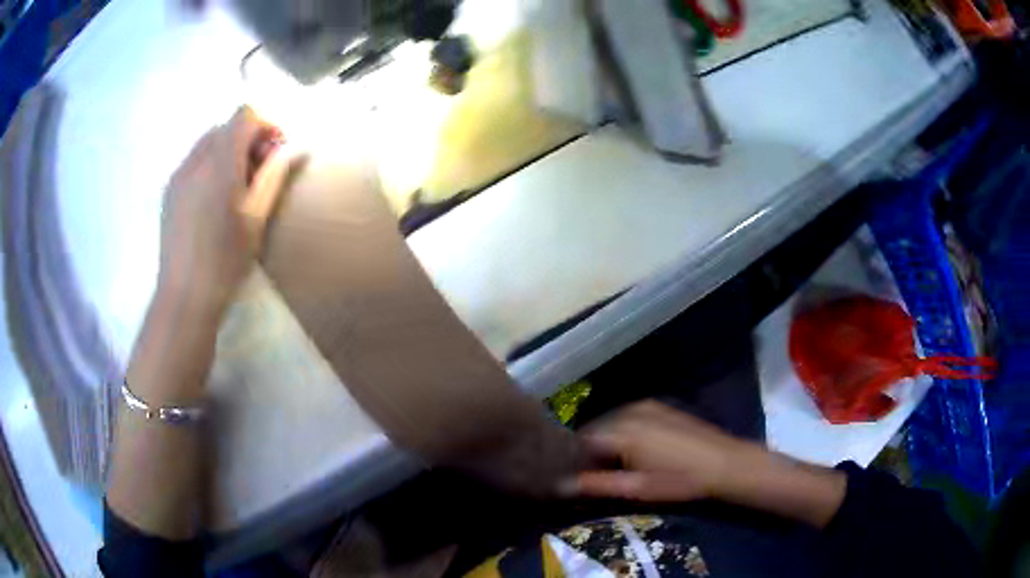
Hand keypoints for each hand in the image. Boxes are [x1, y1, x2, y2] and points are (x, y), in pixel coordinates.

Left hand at [158, 106, 299, 311]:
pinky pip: (193, 161)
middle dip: (248, 139)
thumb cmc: (225, 260)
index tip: (276, 152)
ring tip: (236, 188)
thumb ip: (275, 175)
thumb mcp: (257, 217)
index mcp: (220, 162)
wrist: (184, 296)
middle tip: (259, 173)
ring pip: (208, 142)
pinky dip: (210, 165)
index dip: (266, 125)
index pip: (245, 115)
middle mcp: (196, 159)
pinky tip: (214, 200)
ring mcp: (178, 174)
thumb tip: (297, 148)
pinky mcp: (169, 190)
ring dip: (228, 152)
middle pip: (226, 126)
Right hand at [567, 401, 758, 501]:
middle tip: (592, 471)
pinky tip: (631, 446)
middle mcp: (629, 411)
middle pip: (595, 428)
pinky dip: (621, 429)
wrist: (723, 463)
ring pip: (611, 420)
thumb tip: (561, 485)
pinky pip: (627, 415)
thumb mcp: (638, 488)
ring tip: (612, 461)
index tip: (575, 474)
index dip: (574, 457)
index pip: (581, 440)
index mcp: (622, 432)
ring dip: (606, 438)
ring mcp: (645, 405)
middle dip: (589, 447)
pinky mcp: (658, 405)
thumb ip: (599, 484)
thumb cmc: (679, 480)